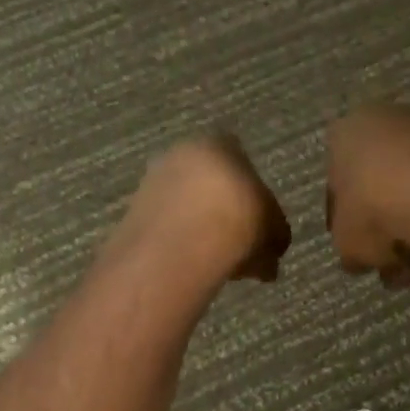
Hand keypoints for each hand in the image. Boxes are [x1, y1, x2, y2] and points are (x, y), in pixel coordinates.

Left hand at [125, 135, 290, 281]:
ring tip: (219, 262)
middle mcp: (182, 152)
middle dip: (223, 211)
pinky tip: (194, 266)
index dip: (250, 191)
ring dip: (201, 228)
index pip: (239, 158)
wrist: (188, 241)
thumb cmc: (242, 220)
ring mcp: (154, 180)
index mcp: (221, 144)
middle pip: (208, 182)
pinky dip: (180, 243)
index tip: (257, 220)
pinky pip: (167, 226)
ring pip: (186, 205)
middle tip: (239, 245)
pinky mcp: (135, 212)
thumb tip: (271, 254)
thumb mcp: (275, 230)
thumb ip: (274, 235)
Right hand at [324, 103, 409, 287]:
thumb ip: (350, 250)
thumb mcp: (348, 245)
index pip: (338, 185)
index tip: (359, 254)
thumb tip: (361, 257)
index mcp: (347, 135)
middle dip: (387, 232)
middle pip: (382, 189)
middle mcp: (388, 122)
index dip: (346, 226)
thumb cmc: (378, 211)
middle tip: (392, 266)